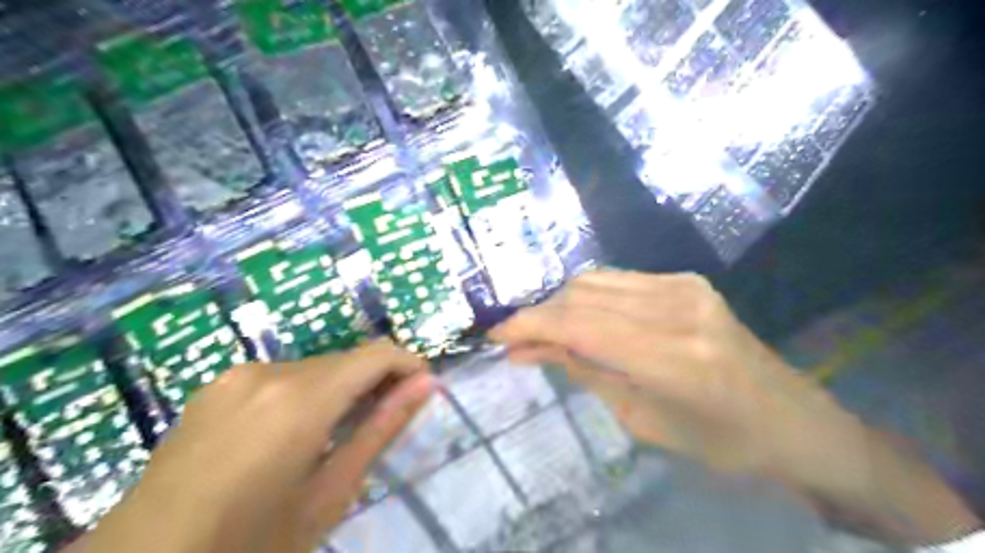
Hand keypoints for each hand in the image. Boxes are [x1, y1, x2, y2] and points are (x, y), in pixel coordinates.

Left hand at [71, 338, 431, 552]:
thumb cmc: (250, 542)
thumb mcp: (329, 493)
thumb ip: (382, 429)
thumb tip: (426, 385)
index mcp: (300, 399)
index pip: (376, 354)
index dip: (408, 364)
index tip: (422, 390)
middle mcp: (270, 371)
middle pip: (345, 359)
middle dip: (375, 381)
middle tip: (384, 422)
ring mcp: (237, 375)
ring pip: (315, 367)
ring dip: (340, 389)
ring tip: (339, 434)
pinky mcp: (216, 385)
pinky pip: (281, 377)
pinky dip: (306, 393)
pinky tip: (294, 434)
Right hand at [490, 273, 975, 543]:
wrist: (794, 421)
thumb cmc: (721, 444)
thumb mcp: (642, 421)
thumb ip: (584, 373)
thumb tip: (527, 351)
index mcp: (673, 358)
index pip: (580, 326)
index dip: (529, 326)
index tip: (494, 334)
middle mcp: (678, 309)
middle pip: (583, 296)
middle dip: (539, 315)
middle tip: (515, 341)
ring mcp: (685, 287)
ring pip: (596, 281)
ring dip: (561, 304)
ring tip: (543, 333)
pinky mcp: (687, 281)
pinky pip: (618, 281)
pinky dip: (588, 297)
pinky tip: (580, 320)